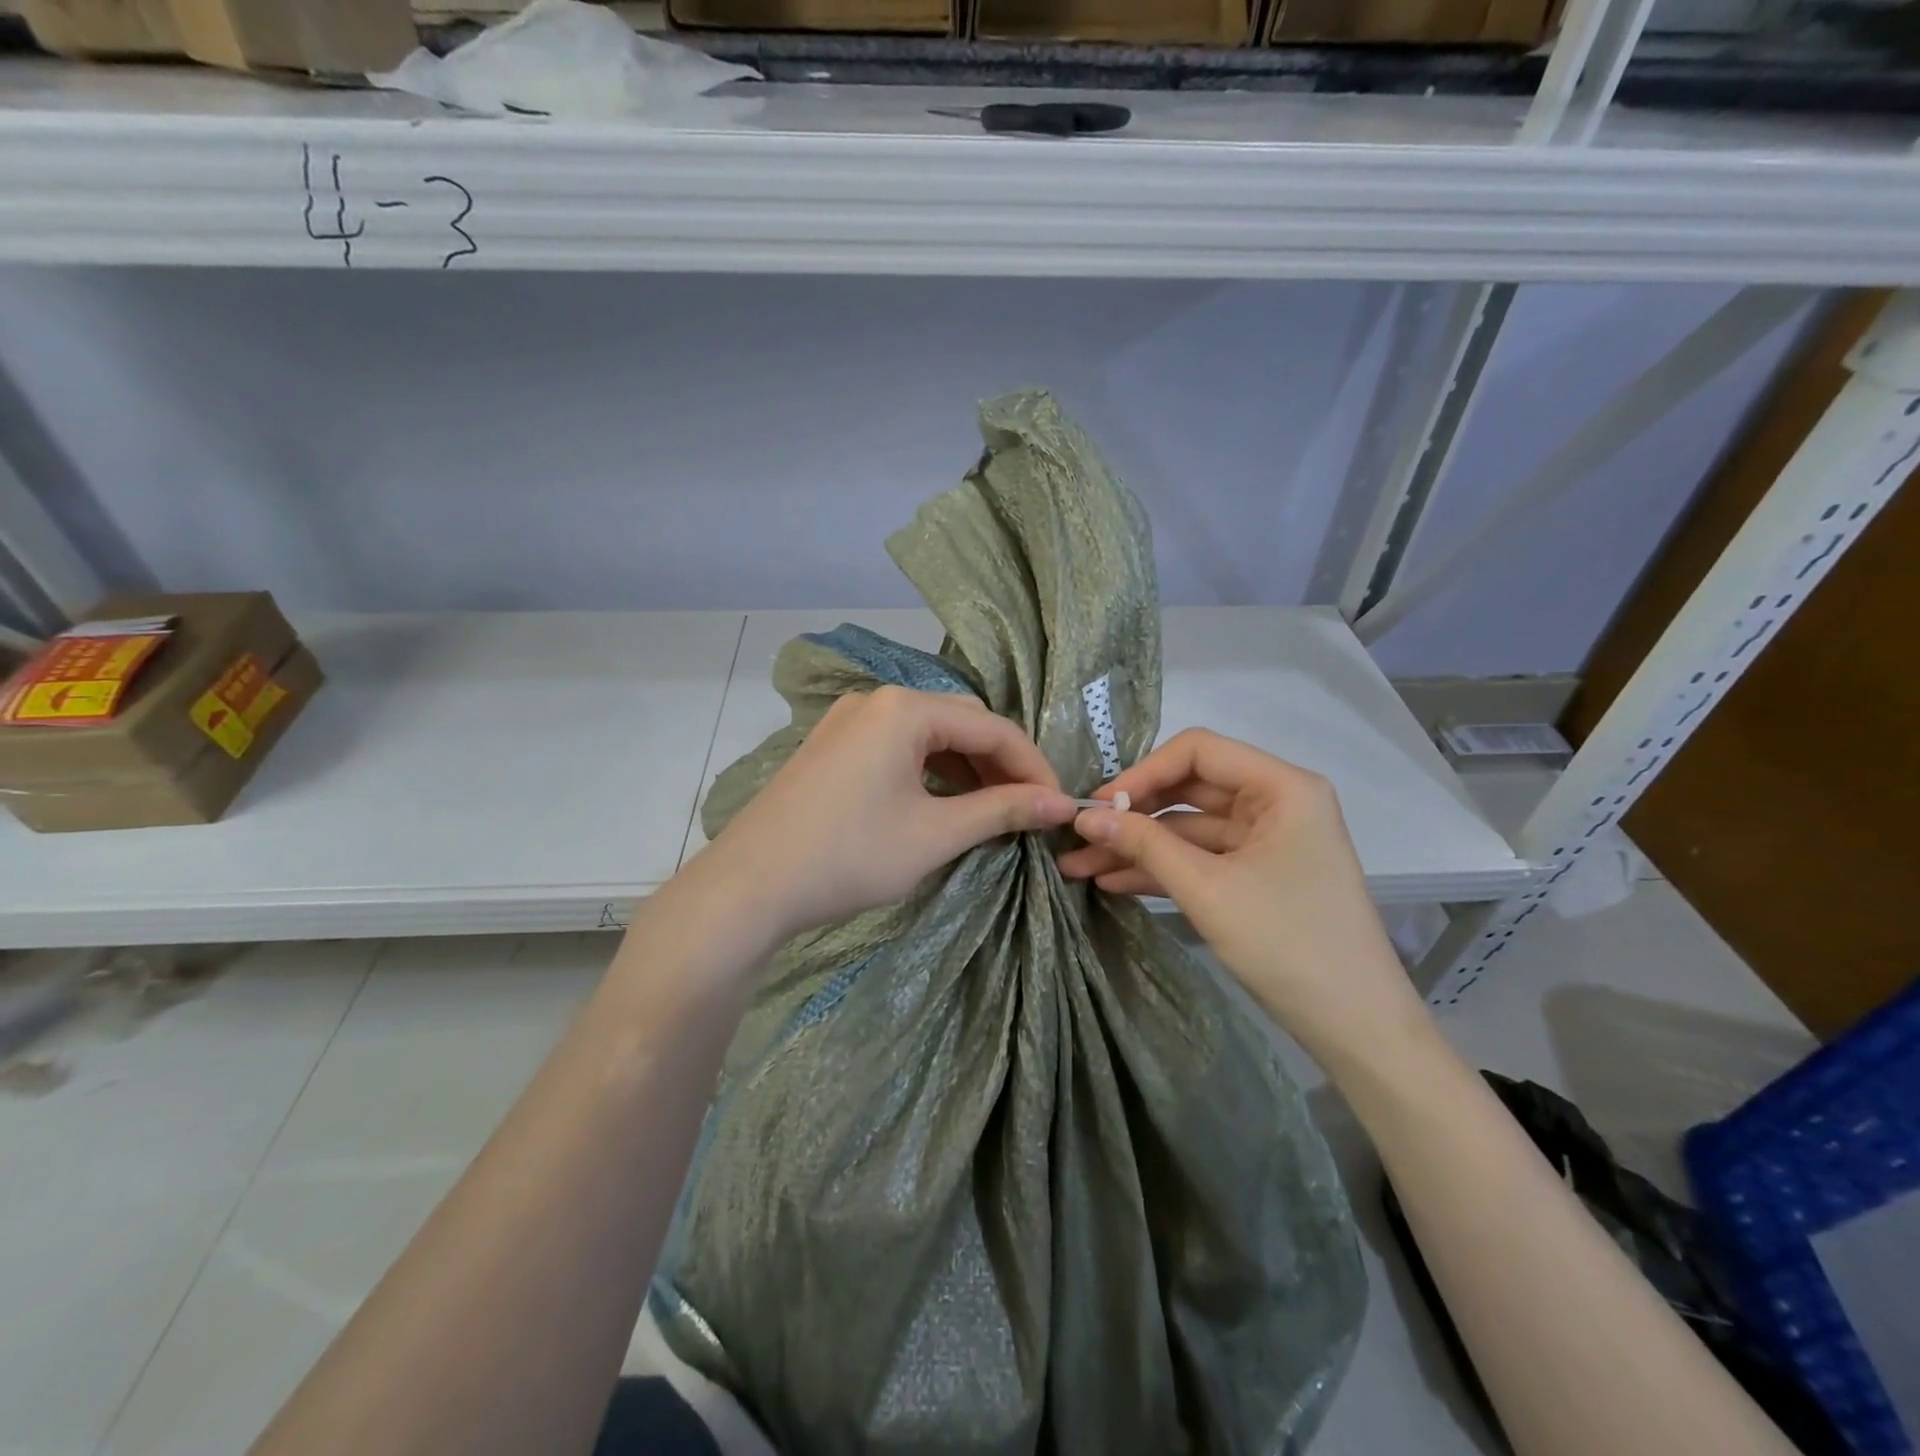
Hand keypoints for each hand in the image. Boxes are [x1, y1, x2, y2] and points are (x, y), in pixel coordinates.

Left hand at [695, 686, 1076, 944]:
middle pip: (961, 722)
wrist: (750, 885)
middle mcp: (877, 700)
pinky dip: (931, 772)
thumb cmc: (850, 855)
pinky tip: (944, 803)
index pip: (992, 727)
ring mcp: (849, 721)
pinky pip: (898, 747)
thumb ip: (1002, 811)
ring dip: (966, 768)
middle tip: (1027, 809)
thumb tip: (1060, 803)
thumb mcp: (935, 834)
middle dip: (1000, 764)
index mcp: (905, 708)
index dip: (1033, 766)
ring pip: (929, 735)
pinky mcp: (834, 746)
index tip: (1060, 806)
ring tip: (993, 810)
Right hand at [1056, 728, 1427, 1062]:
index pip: (1198, 752)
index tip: (1098, 806)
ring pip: (1188, 829)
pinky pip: (1201, 859)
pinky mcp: (1257, 875)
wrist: (1356, 1028)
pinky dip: (1161, 869)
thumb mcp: (1207, 890)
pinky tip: (1112, 881)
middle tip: (1080, 836)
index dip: (1143, 773)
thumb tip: (1087, 817)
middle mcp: (1276, 802)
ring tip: (1079, 865)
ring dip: (1138, 846)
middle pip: (1189, 789)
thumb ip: (1145, 844)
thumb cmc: (1289, 944)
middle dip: (1133, 814)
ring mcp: (1266, 840)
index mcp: (1282, 787)